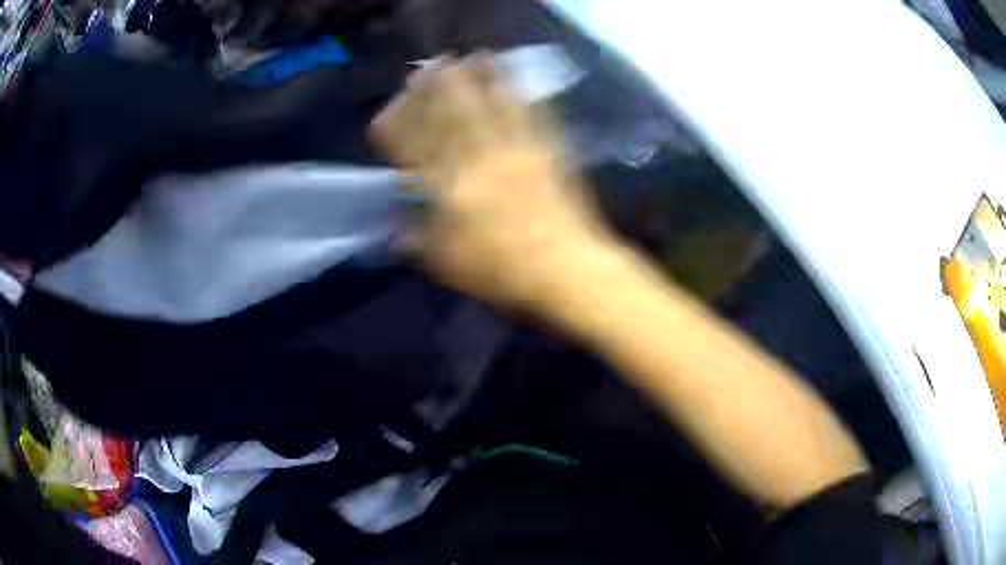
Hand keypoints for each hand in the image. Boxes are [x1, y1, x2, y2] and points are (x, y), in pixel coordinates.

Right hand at [372, 55, 614, 308]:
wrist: (567, 269)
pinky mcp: (547, 152)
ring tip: (471, 57)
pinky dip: (521, 94)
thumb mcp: (449, 266)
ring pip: (491, 106)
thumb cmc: (504, 272)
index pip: (413, 147)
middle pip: (452, 114)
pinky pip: (531, 116)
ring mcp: (515, 151)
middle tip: (428, 66)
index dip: (397, 125)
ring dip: (479, 78)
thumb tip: (397, 228)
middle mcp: (479, 161)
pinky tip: (517, 82)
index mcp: (449, 189)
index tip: (386, 112)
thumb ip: (419, 242)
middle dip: (436, 87)